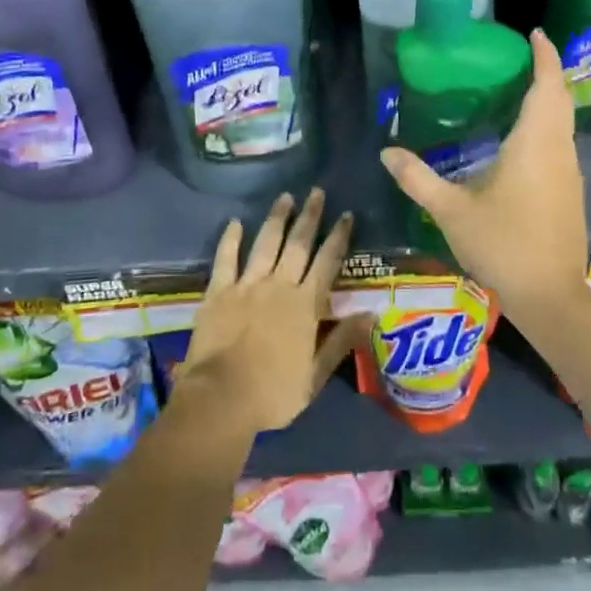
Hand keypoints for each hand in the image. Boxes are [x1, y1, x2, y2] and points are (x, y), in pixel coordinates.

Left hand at [178, 188, 370, 436]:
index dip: (338, 237)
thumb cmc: (273, 393)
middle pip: (298, 244)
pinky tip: (235, 222)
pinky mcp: (219, 292)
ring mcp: (247, 285)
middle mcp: (279, 285)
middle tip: (317, 191)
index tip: (346, 214)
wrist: (221, 398)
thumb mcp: (315, 375)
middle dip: (310, 216)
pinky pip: (226, 258)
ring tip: (285, 197)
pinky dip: (230, 239)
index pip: (327, 262)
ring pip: (266, 243)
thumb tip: (371, 313)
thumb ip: (341, 340)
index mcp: (305, 305)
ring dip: (277, 218)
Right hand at [379, 30, 588, 317]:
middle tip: (520, 56)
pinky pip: (561, 143)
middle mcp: (559, 150)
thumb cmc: (503, 245)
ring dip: (549, 99)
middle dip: (546, 72)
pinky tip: (523, 139)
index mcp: (534, 143)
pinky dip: (548, 125)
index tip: (535, 33)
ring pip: (564, 122)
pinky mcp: (572, 192)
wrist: (551, 296)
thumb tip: (386, 152)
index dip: (545, 56)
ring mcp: (570, 172)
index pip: (546, 85)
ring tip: (518, 89)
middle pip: (560, 98)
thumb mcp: (451, 211)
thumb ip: (418, 179)